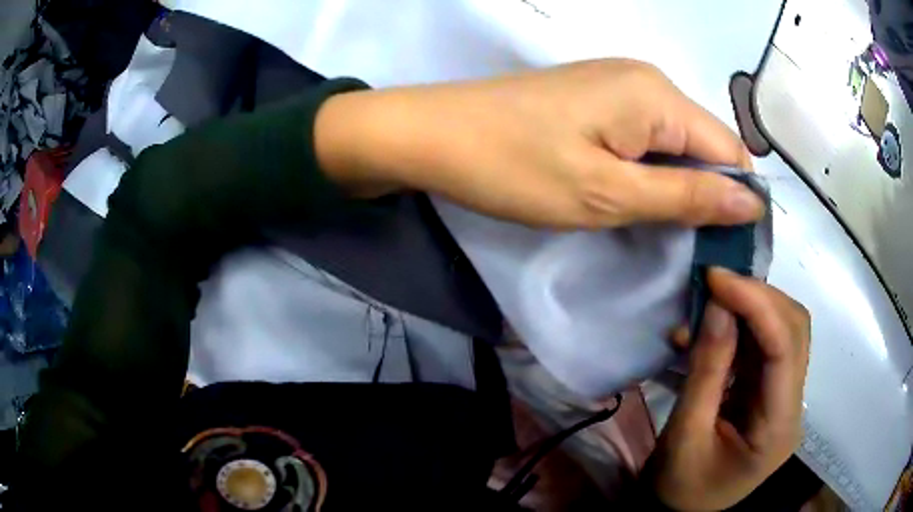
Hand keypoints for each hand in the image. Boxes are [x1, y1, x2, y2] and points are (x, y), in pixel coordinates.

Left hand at [315, 59, 763, 228]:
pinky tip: (632, 196)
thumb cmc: (515, 167)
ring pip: (676, 143)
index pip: (730, 151)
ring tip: (659, 229)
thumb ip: (687, 196)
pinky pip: (646, 136)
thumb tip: (752, 203)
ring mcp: (620, 85)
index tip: (726, 250)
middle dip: (706, 196)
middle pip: (705, 145)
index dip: (737, 201)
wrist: (435, 135)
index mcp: (658, 96)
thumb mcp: (610, 194)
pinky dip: (650, 170)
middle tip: (689, 250)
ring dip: (677, 186)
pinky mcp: (597, 98)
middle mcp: (647, 80)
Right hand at [648, 268, 810, 510]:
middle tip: (715, 282)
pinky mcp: (772, 392)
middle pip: (795, 331)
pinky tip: (714, 326)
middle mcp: (794, 405)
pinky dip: (742, 326)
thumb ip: (706, 370)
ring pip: (785, 330)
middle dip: (758, 298)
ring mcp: (786, 397)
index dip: (757, 304)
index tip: (717, 277)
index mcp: (779, 428)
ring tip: (713, 299)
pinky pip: (766, 344)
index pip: (786, 349)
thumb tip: (717, 304)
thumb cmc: (681, 486)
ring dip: (752, 306)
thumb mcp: (685, 435)